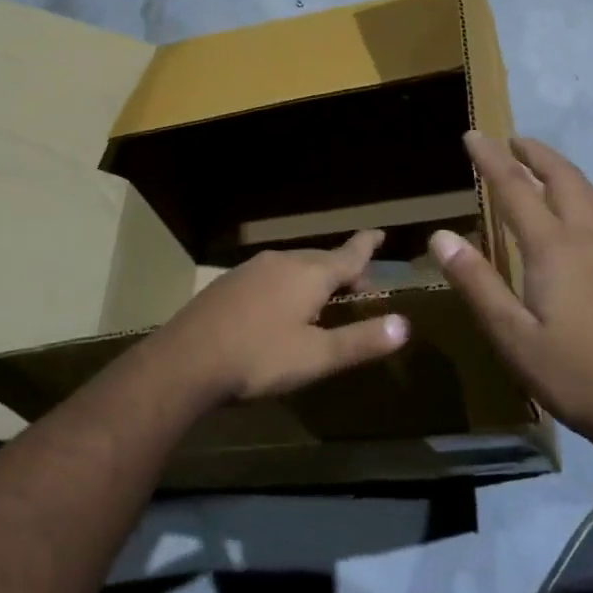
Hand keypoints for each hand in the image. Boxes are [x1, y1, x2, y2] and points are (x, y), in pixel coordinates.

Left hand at [152, 230, 410, 403]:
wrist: (187, 359)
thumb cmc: (259, 358)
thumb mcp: (317, 357)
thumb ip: (361, 340)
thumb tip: (405, 324)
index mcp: (309, 274)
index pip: (348, 254)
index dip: (366, 245)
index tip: (379, 232)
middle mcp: (283, 261)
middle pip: (321, 259)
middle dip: (343, 270)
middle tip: (359, 288)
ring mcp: (252, 269)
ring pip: (294, 265)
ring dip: (314, 277)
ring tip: (323, 299)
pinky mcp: (229, 283)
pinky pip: (270, 275)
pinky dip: (288, 284)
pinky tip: (279, 307)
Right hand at [430, 132, 592, 447]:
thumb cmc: (571, 371)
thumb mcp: (510, 334)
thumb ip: (476, 282)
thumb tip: (441, 235)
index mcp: (554, 248)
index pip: (515, 188)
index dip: (491, 159)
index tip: (472, 135)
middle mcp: (587, 239)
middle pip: (563, 180)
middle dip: (536, 154)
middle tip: (514, 140)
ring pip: (591, 194)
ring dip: (565, 171)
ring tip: (546, 165)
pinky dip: (584, 196)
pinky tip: (581, 216)